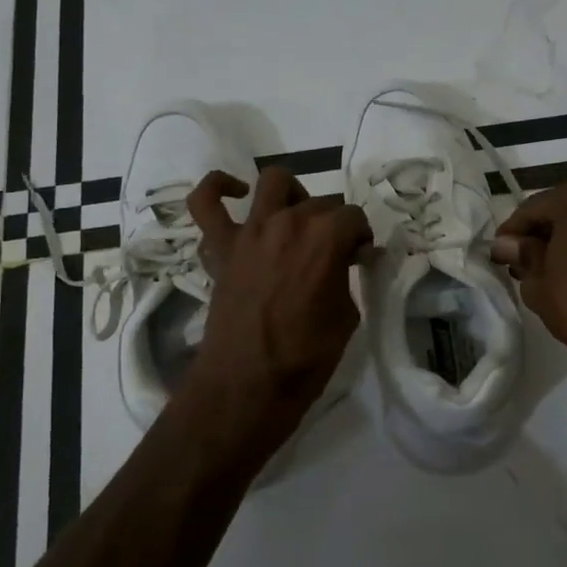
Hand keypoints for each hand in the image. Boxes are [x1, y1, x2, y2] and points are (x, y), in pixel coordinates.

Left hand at [181, 166, 370, 452]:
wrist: (249, 383)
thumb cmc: (306, 356)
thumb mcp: (347, 317)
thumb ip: (347, 277)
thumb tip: (347, 260)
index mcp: (326, 237)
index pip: (353, 217)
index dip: (361, 238)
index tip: (360, 259)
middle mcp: (288, 221)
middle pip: (320, 202)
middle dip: (333, 224)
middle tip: (334, 254)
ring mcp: (250, 230)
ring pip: (273, 183)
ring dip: (292, 194)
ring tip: (296, 218)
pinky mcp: (221, 246)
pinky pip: (205, 203)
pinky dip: (217, 188)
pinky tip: (236, 193)